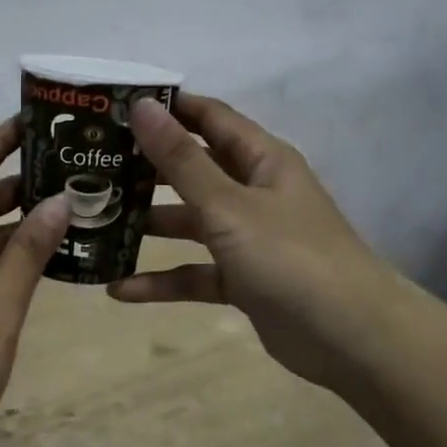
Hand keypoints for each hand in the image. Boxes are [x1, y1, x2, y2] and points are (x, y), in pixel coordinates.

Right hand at [111, 95, 399, 397]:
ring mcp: (249, 238)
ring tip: (96, 222)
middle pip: (194, 169)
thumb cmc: (290, 257)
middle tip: (94, 165)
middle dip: (147, 167)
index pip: (210, 117)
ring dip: (149, 223)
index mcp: (261, 160)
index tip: (116, 107)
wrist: (352, 339)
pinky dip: (163, 280)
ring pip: (190, 222)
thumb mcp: (228, 206)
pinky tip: (120, 289)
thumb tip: (143, 107)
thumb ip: (181, 160)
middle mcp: (255, 192)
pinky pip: (195, 272)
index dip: (168, 109)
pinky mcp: (244, 280)